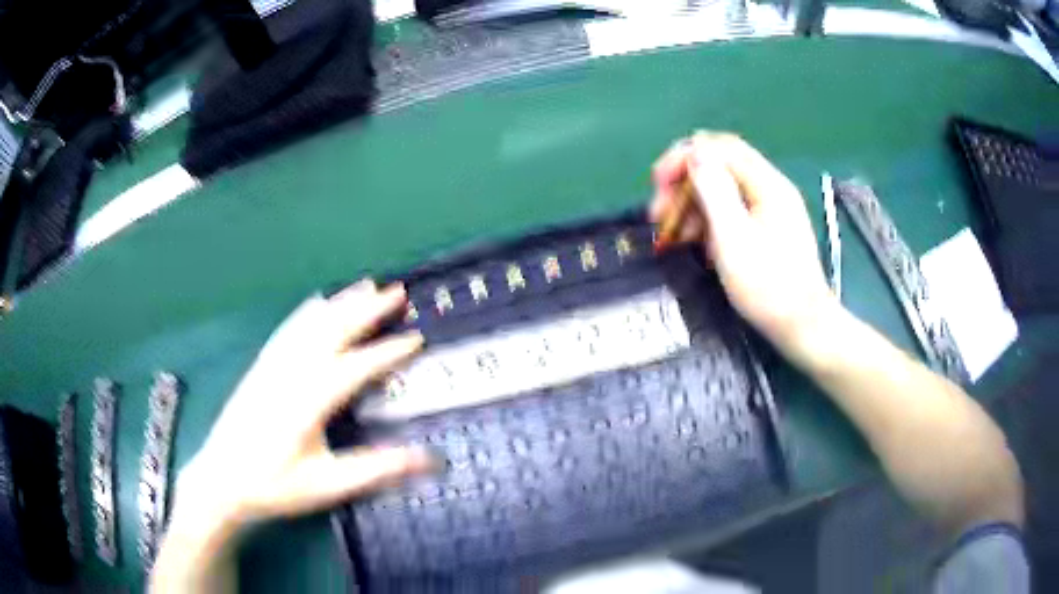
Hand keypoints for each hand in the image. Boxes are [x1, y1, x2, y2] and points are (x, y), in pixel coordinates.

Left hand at [174, 281, 433, 528]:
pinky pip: (288, 330)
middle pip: (332, 331)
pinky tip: (316, 302)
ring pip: (310, 324)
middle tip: (396, 292)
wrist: (220, 480)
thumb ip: (376, 469)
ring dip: (340, 303)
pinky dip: (307, 312)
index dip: (387, 351)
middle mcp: (291, 373)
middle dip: (366, 310)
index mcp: (309, 401)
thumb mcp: (327, 485)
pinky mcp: (260, 367)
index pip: (355, 367)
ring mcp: (272, 366)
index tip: (416, 337)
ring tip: (366, 285)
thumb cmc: (274, 486)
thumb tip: (427, 460)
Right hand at [649, 132, 837, 358]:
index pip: (717, 147)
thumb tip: (694, 151)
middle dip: (684, 183)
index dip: (682, 158)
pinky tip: (700, 245)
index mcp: (765, 183)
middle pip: (719, 164)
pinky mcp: (769, 227)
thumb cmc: (769, 288)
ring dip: (694, 204)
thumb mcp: (734, 239)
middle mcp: (770, 187)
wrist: (804, 327)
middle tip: (660, 215)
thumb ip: (714, 190)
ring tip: (675, 236)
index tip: (656, 186)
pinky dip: (710, 220)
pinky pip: (733, 210)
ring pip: (724, 188)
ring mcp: (771, 207)